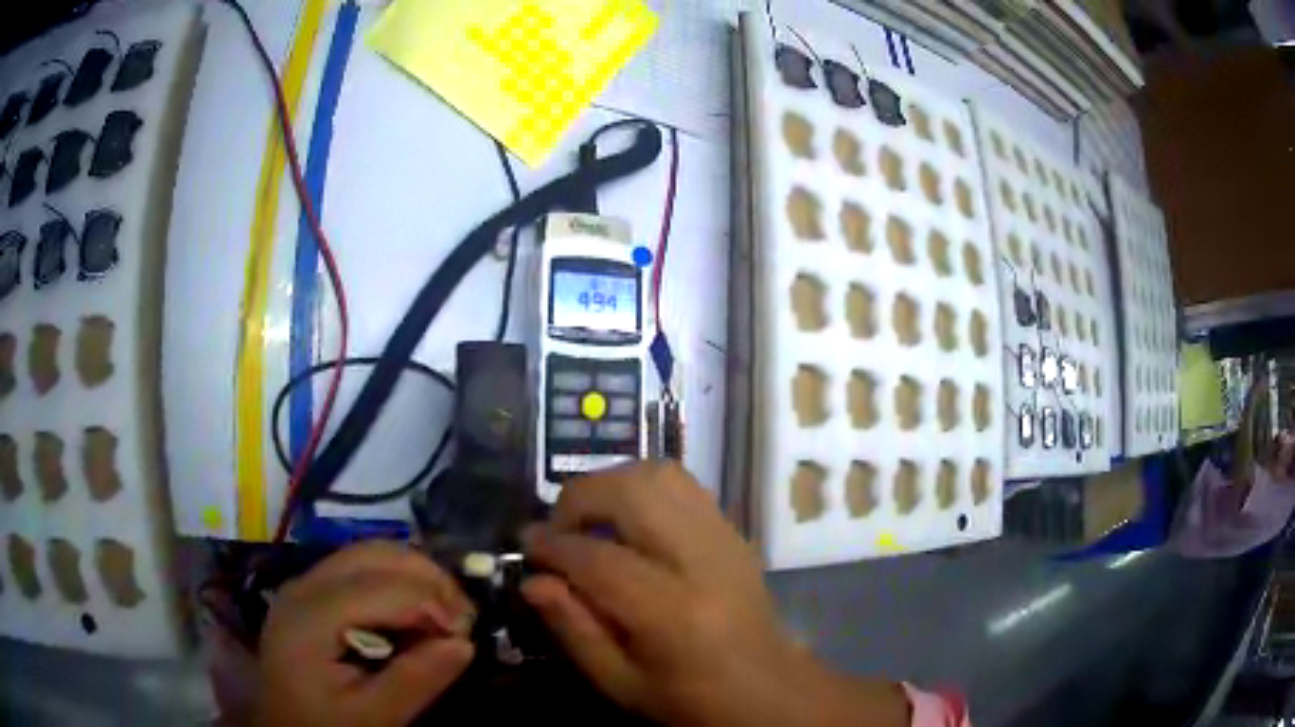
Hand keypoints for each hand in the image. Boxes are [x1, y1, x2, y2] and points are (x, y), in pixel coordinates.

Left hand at [253, 542, 475, 726]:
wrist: (282, 726)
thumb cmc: (325, 725)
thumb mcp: (373, 717)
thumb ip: (415, 681)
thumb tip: (465, 644)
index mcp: (310, 616)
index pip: (381, 587)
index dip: (432, 602)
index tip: (467, 636)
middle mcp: (303, 585)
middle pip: (373, 554)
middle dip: (427, 577)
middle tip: (462, 618)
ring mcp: (304, 584)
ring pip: (367, 552)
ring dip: (413, 574)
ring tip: (444, 612)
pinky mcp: (310, 592)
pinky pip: (358, 567)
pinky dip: (395, 580)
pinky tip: (412, 611)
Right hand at [522, 462, 909, 726]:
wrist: (768, 688)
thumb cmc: (689, 698)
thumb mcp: (621, 683)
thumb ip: (574, 630)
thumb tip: (533, 581)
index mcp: (671, 613)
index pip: (598, 559)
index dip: (553, 546)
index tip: (527, 546)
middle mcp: (701, 562)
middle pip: (634, 493)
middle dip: (580, 498)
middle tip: (557, 528)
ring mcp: (724, 539)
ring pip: (661, 475)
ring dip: (612, 484)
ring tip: (590, 519)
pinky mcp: (734, 531)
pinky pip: (683, 485)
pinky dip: (643, 487)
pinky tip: (629, 518)